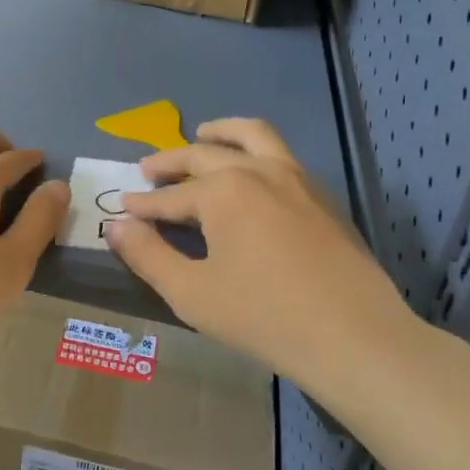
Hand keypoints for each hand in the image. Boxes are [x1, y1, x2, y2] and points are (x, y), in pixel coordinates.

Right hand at [106, 118, 423, 381]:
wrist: (354, 337)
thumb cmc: (264, 316)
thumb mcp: (192, 292)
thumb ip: (148, 255)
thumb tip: (115, 226)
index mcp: (223, 191)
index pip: (170, 195)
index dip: (143, 204)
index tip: (122, 208)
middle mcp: (258, 171)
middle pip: (204, 155)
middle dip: (171, 161)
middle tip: (148, 169)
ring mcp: (296, 178)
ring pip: (253, 136)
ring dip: (221, 133)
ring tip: (203, 133)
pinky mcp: (322, 195)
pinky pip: (281, 155)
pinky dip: (255, 150)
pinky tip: (249, 173)